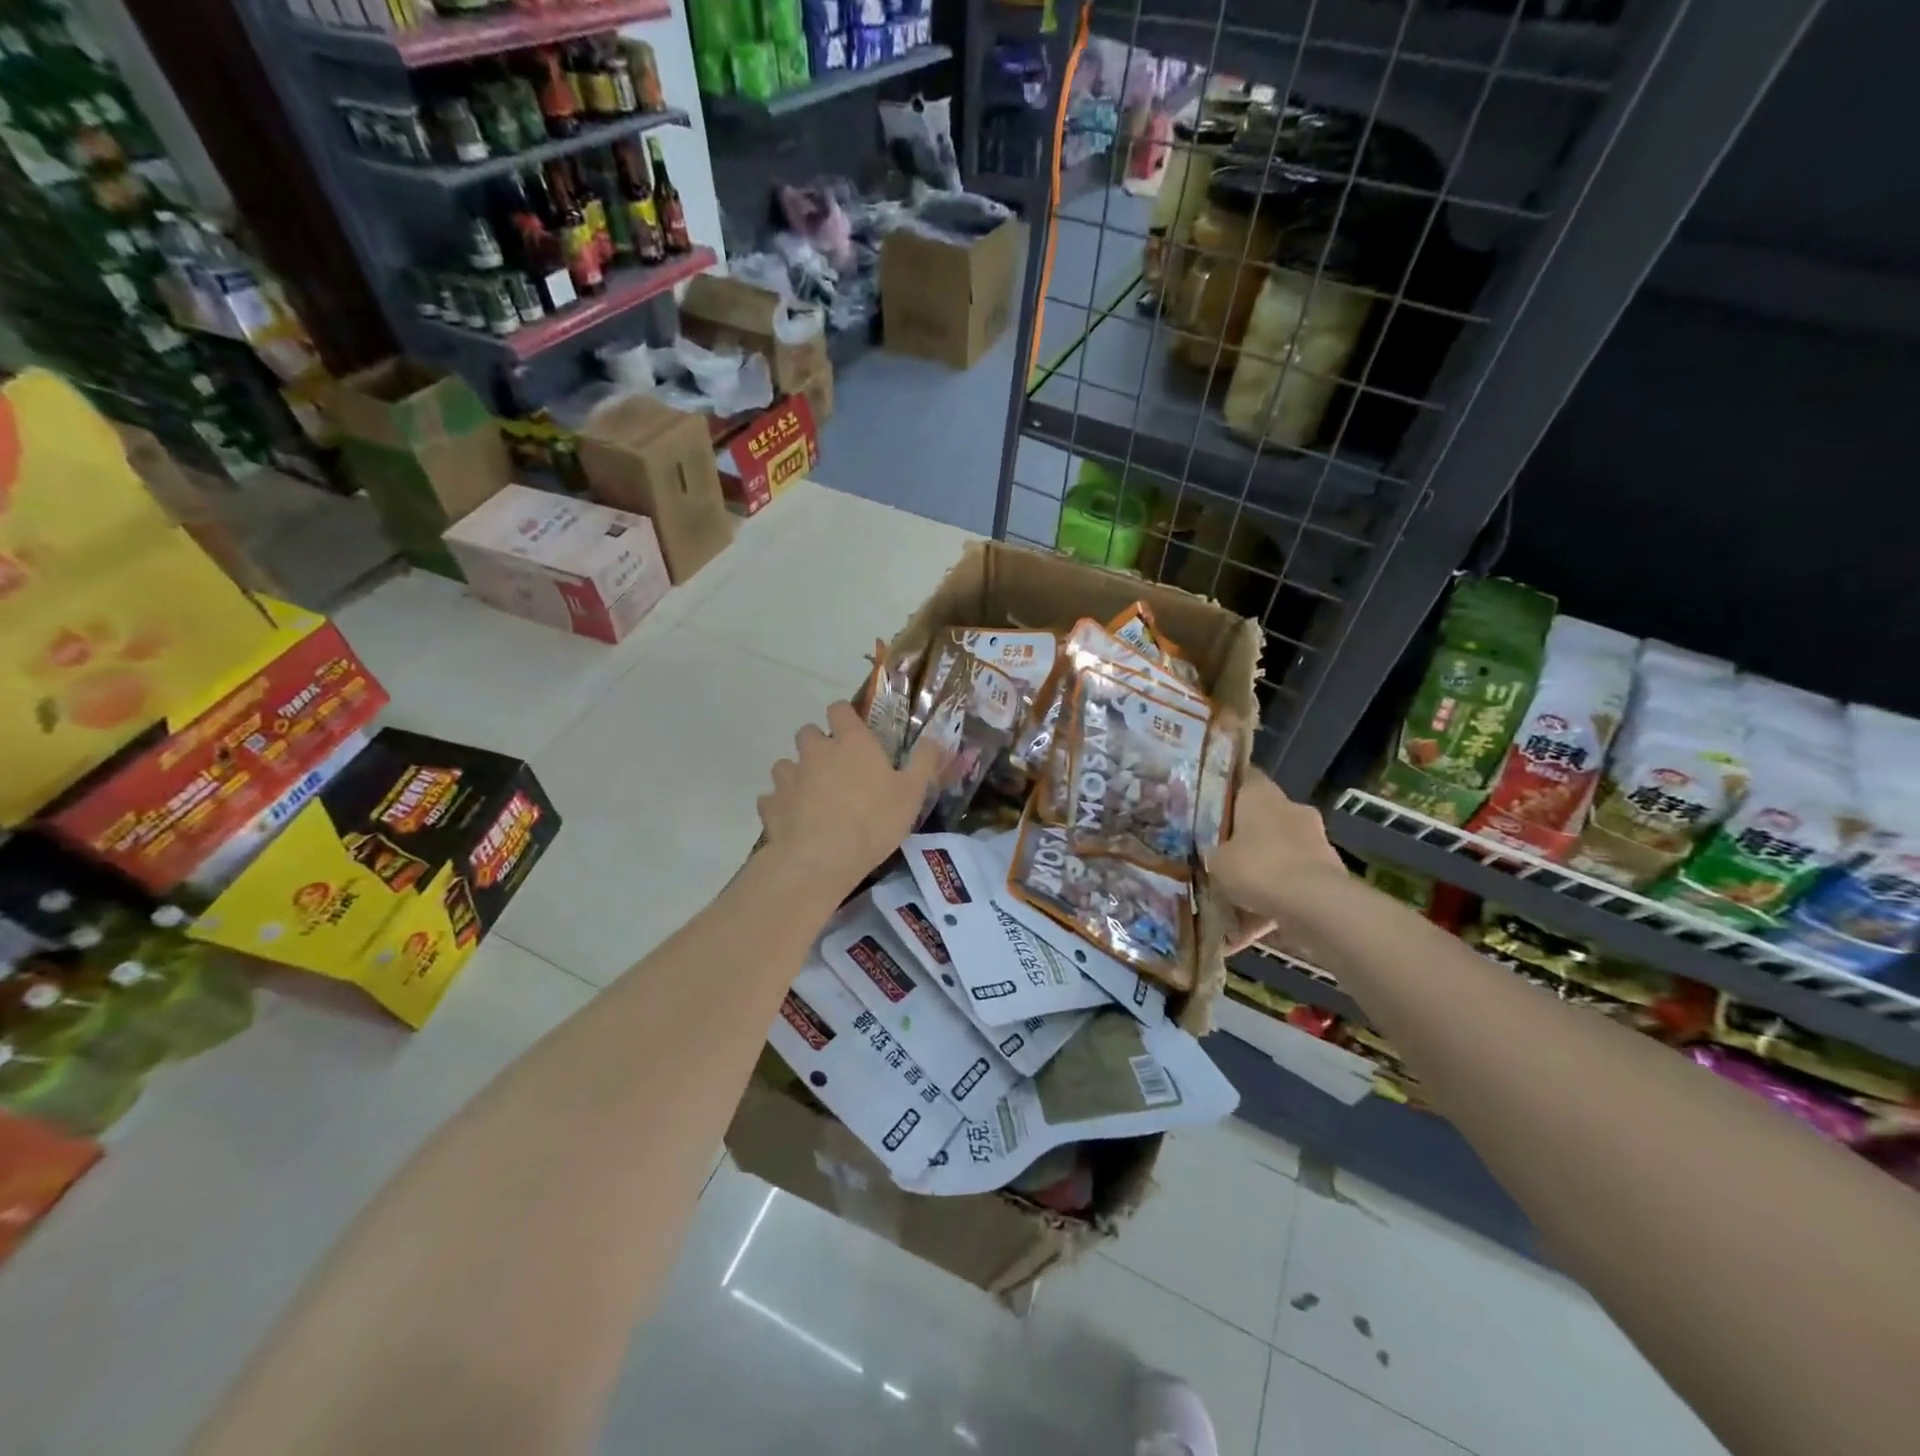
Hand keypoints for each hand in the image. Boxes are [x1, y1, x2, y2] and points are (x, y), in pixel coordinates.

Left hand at [758, 702, 941, 906]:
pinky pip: (772, 798)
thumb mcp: (913, 793)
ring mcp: (788, 777)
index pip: (839, 709)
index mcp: (851, 742)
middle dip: (818, 745)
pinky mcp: (770, 805)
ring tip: (812, 797)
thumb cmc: (873, 821)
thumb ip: (924, 761)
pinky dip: (780, 805)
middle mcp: (815, 751)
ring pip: (785, 764)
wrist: (821, 859)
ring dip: (796, 774)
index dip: (845, 717)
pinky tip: (793, 821)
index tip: (854, 733)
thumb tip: (935, 737)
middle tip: (836, 769)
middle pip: (808, 732)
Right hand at [1206, 771, 1347, 950]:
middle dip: (1242, 840)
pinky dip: (1270, 905)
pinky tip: (1245, 934)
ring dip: (1258, 876)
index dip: (1224, 790)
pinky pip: (1290, 887)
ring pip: (1277, 855)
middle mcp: (1291, 810)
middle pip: (1260, 820)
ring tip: (1228, 905)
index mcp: (1262, 795)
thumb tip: (1210, 855)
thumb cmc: (1257, 867)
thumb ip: (1211, 854)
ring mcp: (1314, 842)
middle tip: (1216, 858)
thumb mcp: (1215, 861)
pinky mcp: (1328, 875)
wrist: (1315, 906)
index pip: (1243, 778)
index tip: (1207, 805)